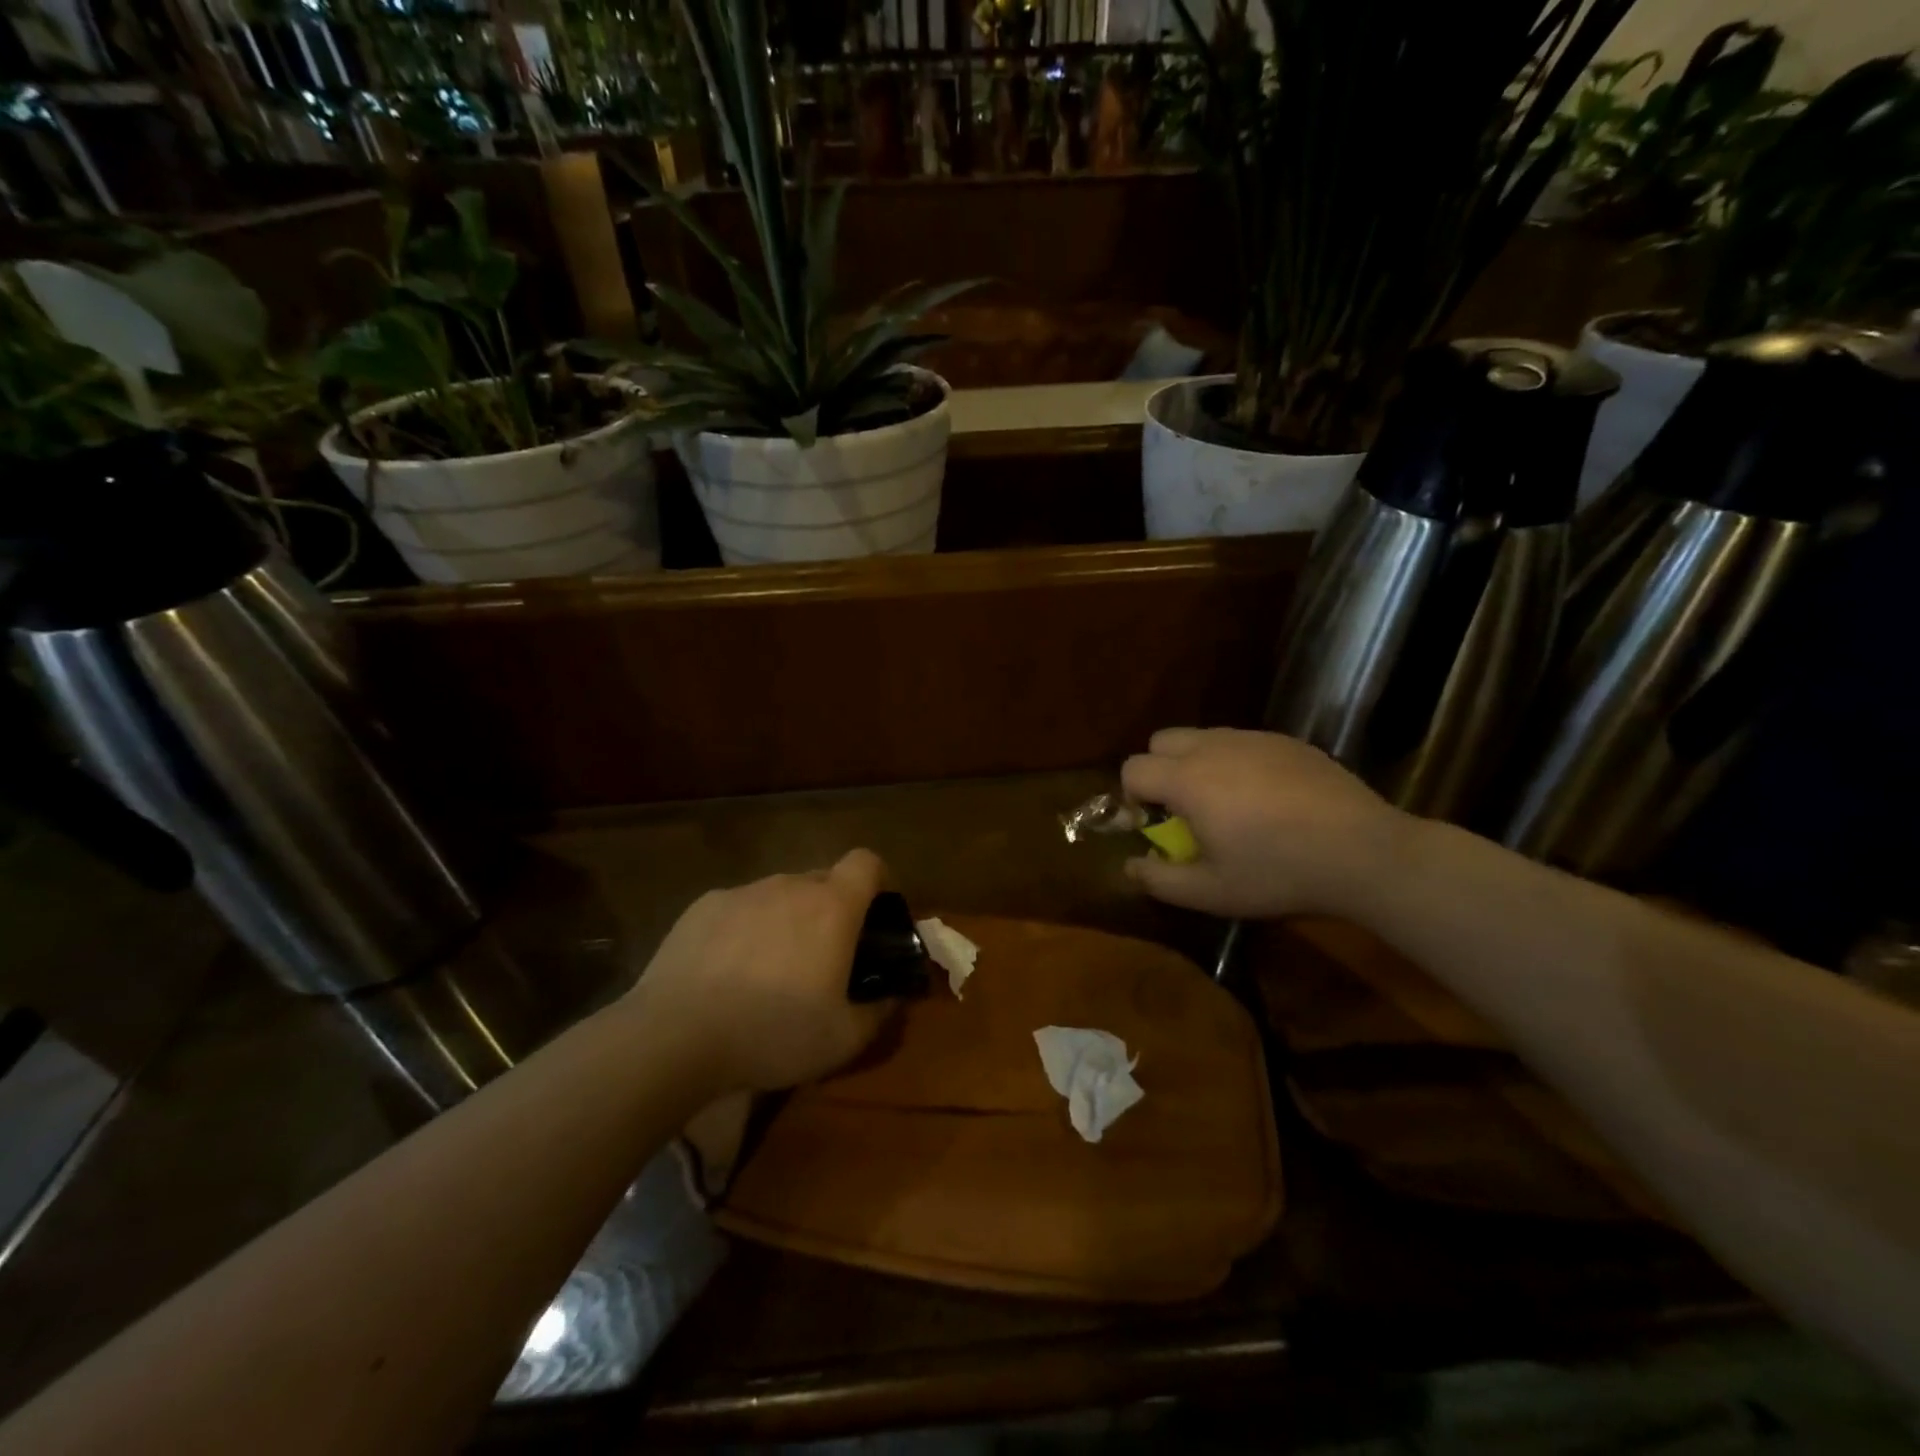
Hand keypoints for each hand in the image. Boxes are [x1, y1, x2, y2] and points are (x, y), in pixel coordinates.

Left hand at [625, 849, 892, 1094]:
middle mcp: (789, 886)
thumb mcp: (843, 1040)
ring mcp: (743, 892)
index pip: (867, 862)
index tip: (876, 913)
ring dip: (787, 919)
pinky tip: (726, 971)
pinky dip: (745, 928)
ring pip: (779, 894)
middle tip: (824, 956)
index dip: (878, 880)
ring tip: (770, 969)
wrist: (675, 1036)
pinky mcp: (703, 906)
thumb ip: (879, 1012)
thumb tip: (893, 996)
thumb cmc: (772, 1033)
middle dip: (832, 908)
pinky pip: (740, 907)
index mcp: (832, 907)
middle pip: (823, 880)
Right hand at [1120, 727, 1407, 919]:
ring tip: (1228, 804)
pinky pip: (1244, 743)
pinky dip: (1238, 763)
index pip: (1134, 768)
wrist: (1364, 852)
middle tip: (1185, 809)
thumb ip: (1160, 880)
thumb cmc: (1278, 873)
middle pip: (1162, 740)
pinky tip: (1268, 800)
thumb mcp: (1211, 892)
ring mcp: (1255, 739)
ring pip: (1204, 737)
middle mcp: (1215, 747)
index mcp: (1188, 780)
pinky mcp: (1288, 742)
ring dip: (1197, 764)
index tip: (1155, 825)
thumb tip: (1131, 866)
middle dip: (1160, 770)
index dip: (1132, 797)